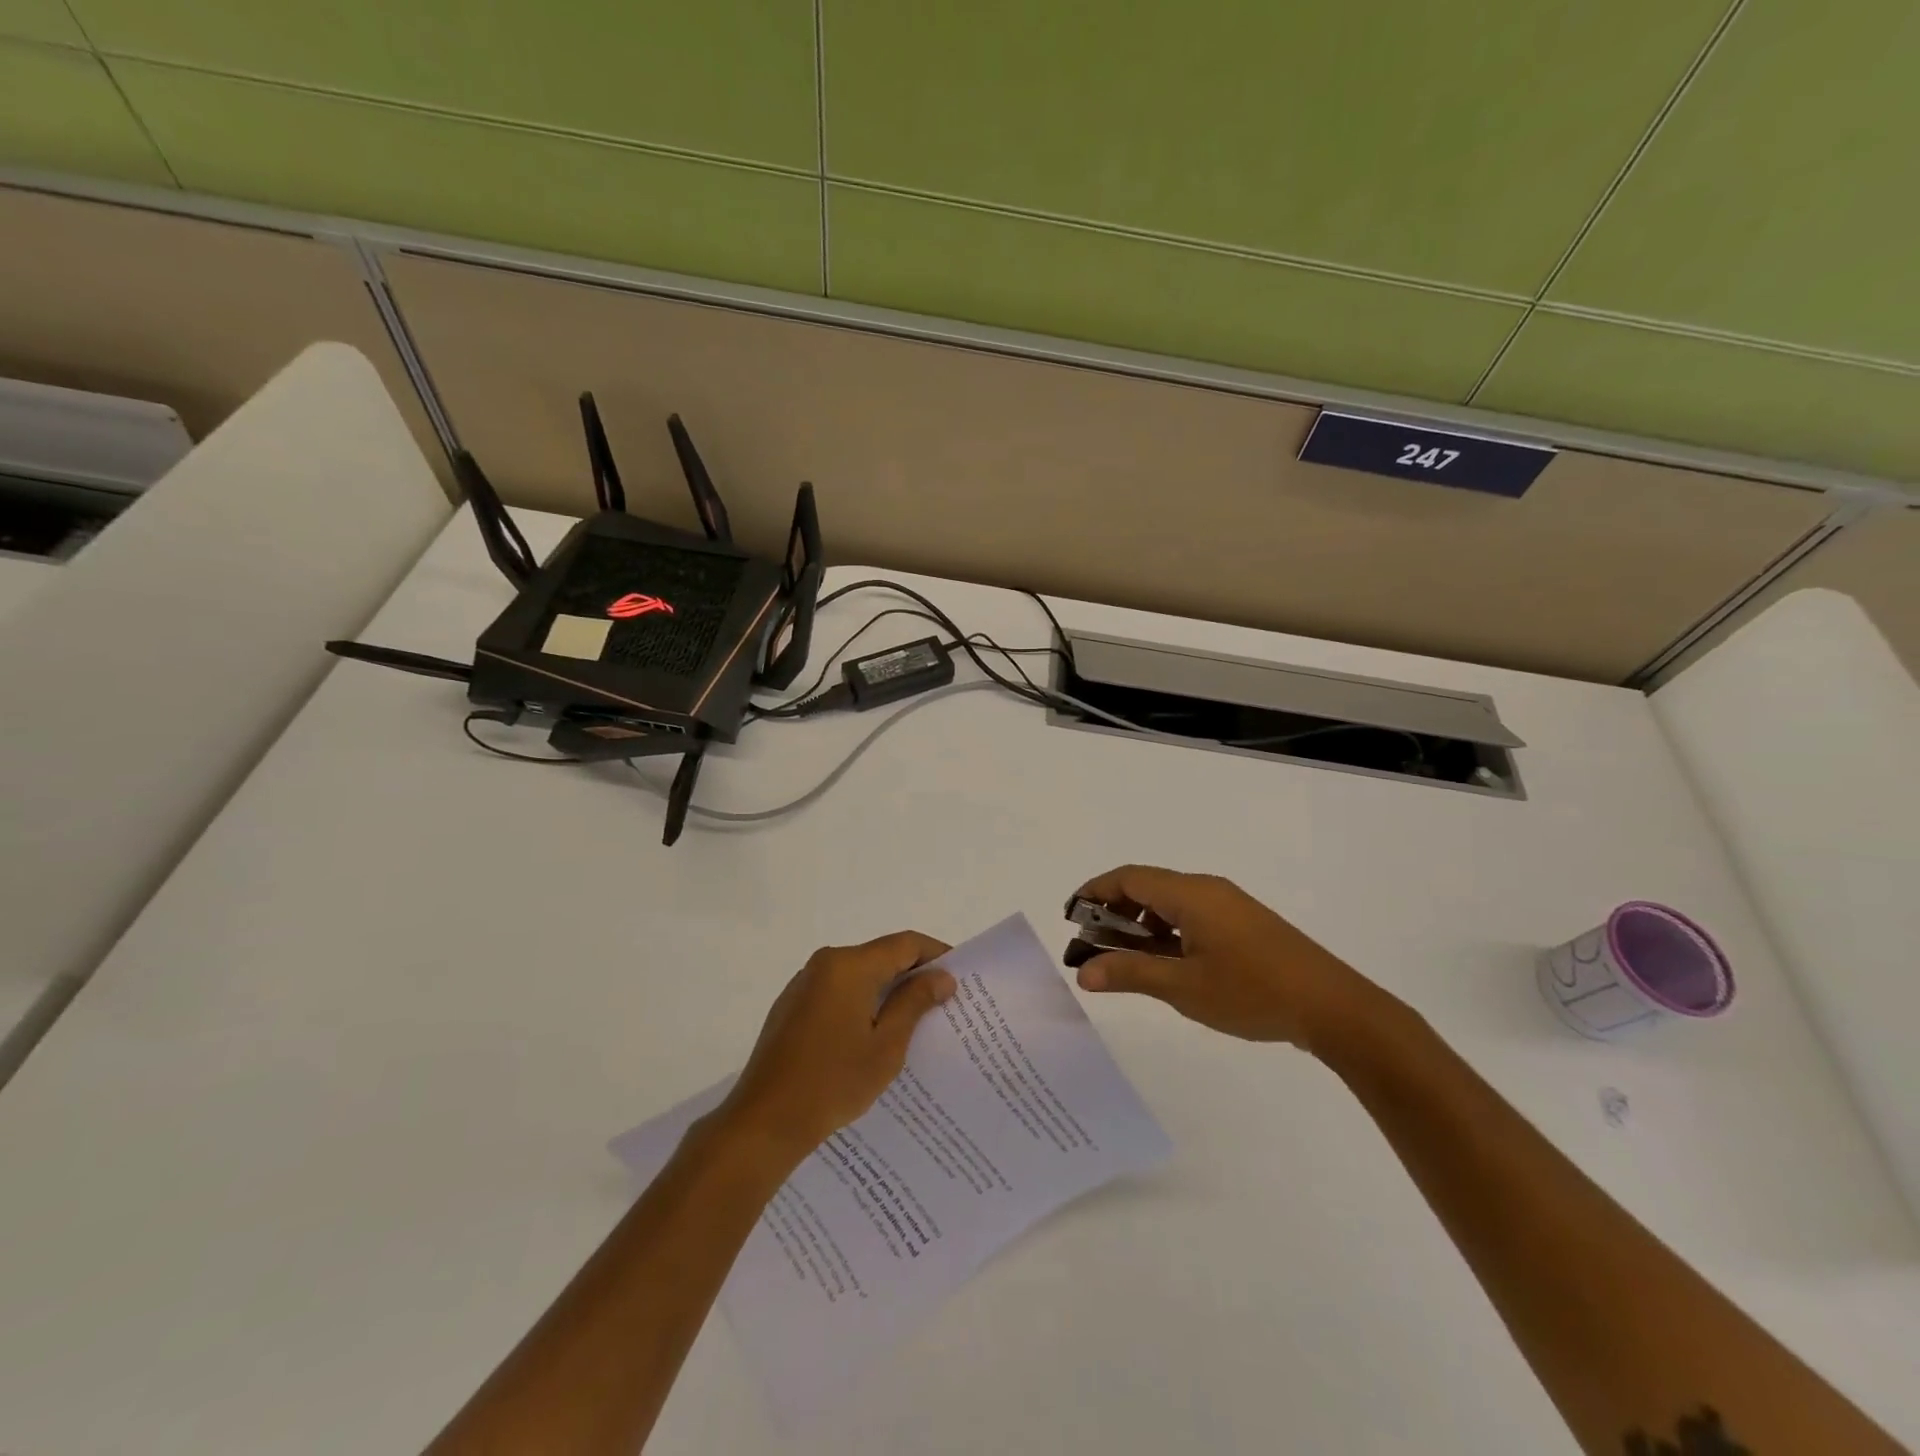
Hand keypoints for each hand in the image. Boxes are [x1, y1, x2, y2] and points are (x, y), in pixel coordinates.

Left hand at [717, 931, 955, 1158]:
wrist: (763, 1121)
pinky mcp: (792, 1005)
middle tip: (943, 1000)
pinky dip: (862, 1000)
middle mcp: (825, 963)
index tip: (960, 975)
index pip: (904, 944)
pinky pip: (838, 990)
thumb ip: (914, 1003)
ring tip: (914, 1019)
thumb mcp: (885, 1046)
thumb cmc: (832, 1082)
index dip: (935, 954)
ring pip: (859, 973)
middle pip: (880, 955)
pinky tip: (873, 1032)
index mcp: (849, 966)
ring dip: (887, 988)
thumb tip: (941, 976)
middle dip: (913, 973)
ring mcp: (804, 983)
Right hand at [1071, 866, 1381, 1050]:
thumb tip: (1083, 971)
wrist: (1334, 1008)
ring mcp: (1229, 906)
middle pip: (1147, 888)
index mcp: (1190, 894)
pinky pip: (1192, 917)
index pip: (1128, 878)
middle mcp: (1207, 889)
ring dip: (1140, 926)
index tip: (1070, 915)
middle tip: (1090, 946)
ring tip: (1122, 961)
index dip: (1094, 891)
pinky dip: (1166, 933)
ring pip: (1170, 904)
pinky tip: (1164, 965)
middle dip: (1114, 912)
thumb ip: (1130, 973)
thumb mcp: (1183, 987)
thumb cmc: (1252, 992)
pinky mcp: (1244, 925)